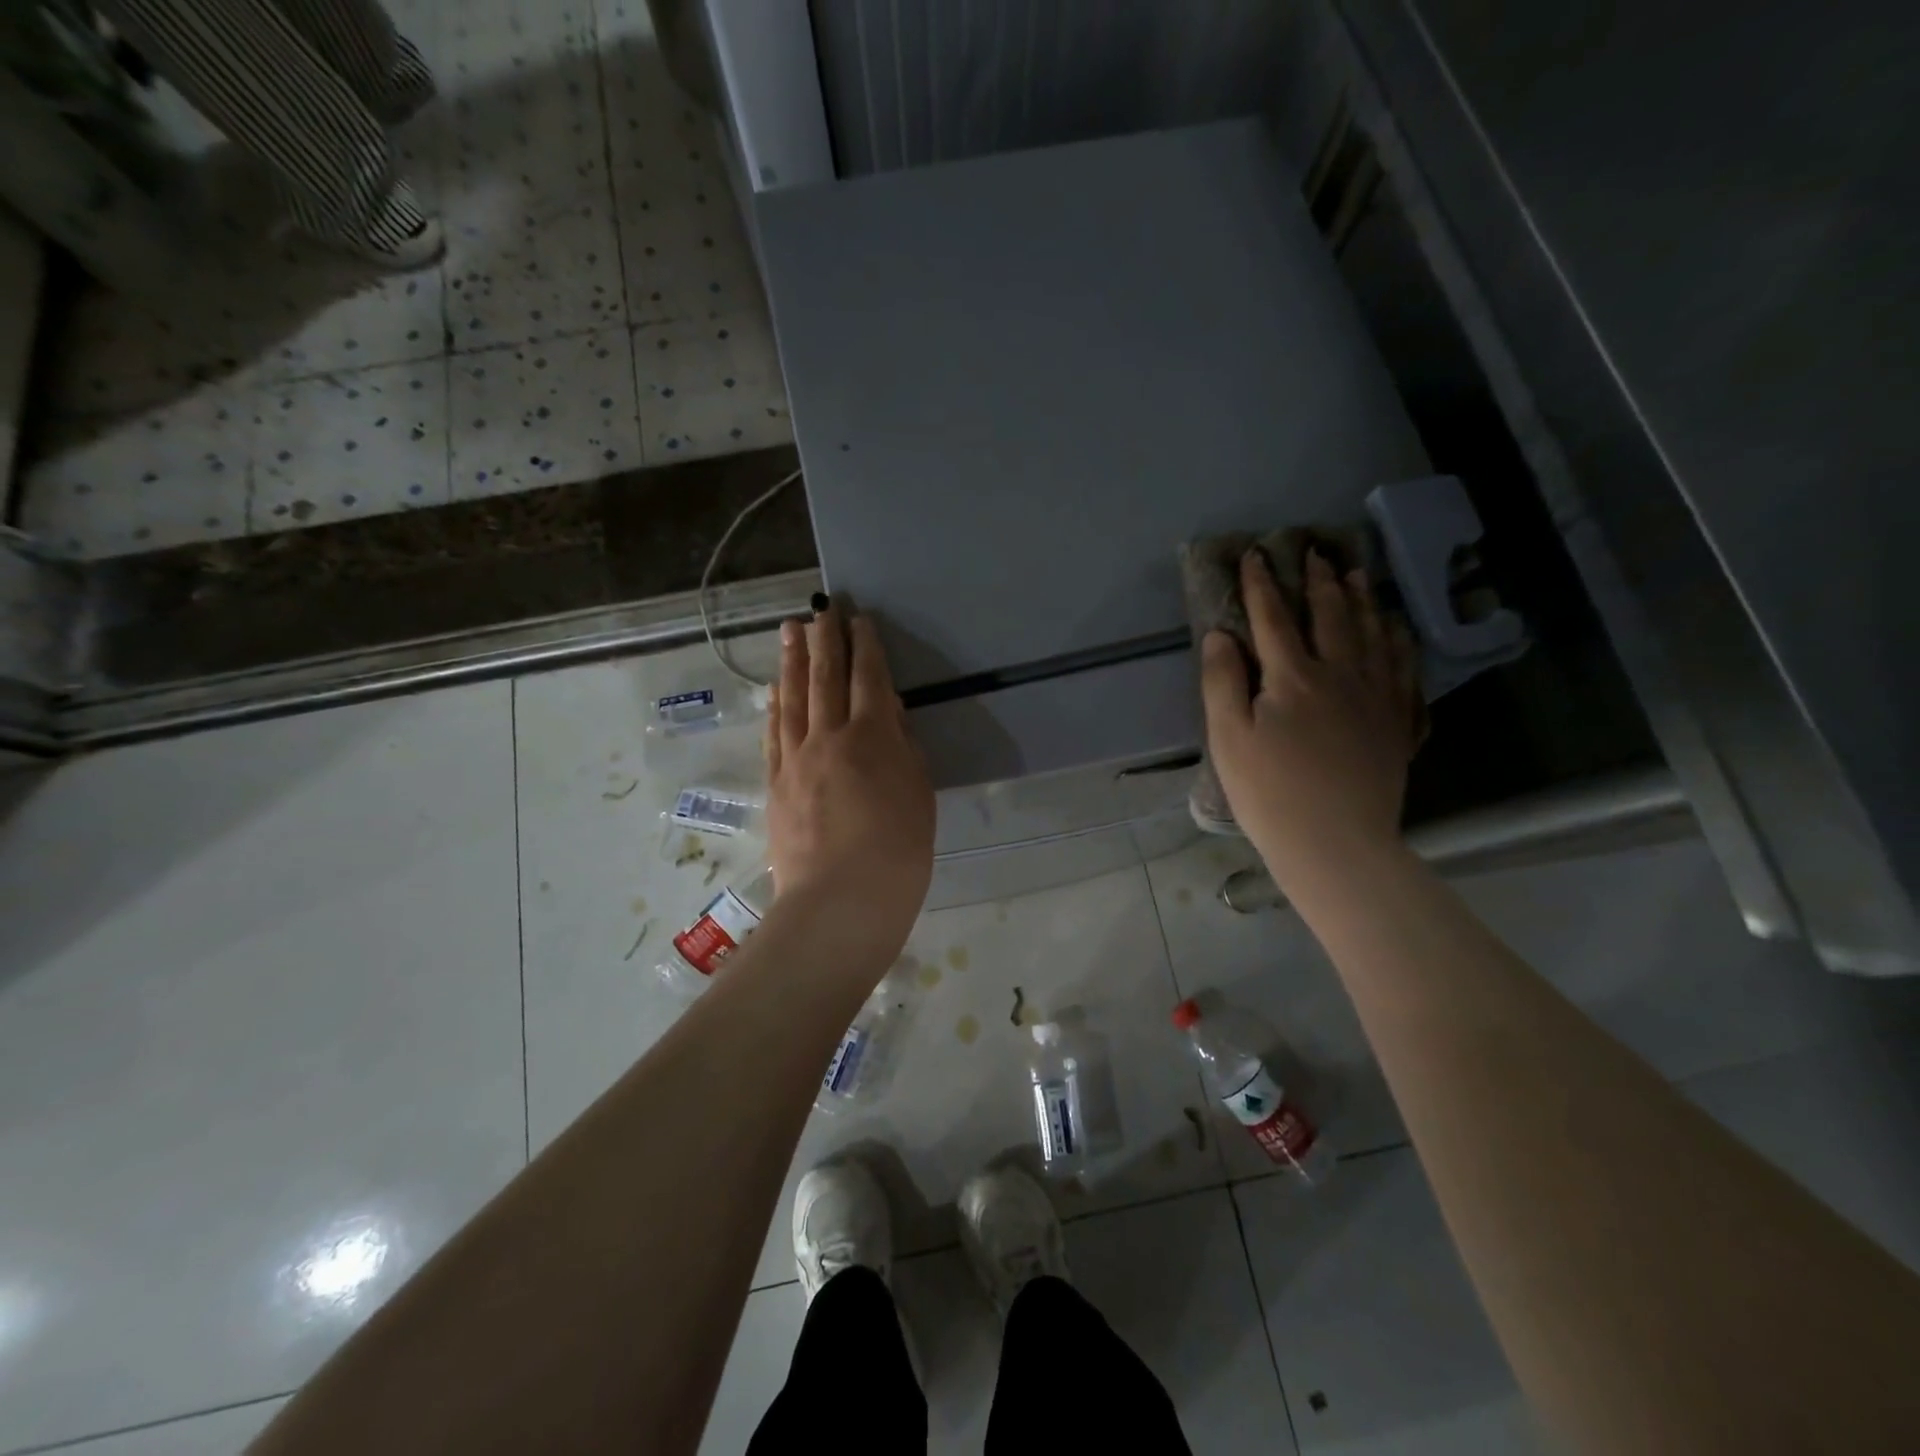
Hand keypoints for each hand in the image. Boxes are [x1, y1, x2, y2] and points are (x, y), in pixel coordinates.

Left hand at [765, 603, 934, 951]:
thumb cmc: (898, 854)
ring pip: (793, 698)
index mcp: (872, 738)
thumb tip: (889, 717)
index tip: (859, 620)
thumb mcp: (919, 796)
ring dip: (793, 661)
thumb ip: (904, 750)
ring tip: (791, 630)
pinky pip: (774, 733)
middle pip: (826, 678)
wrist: (840, 902)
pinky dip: (775, 705)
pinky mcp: (776, 784)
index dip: (865, 647)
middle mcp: (829, 738)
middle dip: (825, 640)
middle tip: (821, 609)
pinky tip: (775, 688)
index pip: (868, 680)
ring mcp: (796, 760)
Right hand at [1201, 549, 1420, 878]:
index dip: (1261, 585)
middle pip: (1331, 617)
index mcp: (1293, 678)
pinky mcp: (1397, 724)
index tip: (1255, 554)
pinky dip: (1399, 641)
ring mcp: (1376, 698)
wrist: (1336, 844)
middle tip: (1317, 552)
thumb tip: (1220, 635)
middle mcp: (1341, 675)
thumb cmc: (1269, 794)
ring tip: (1358, 575)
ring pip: (1373, 635)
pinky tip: (1397, 630)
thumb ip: (1222, 682)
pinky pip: (1404, 669)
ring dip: (1363, 600)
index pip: (1273, 619)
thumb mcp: (1228, 739)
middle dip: (1319, 582)